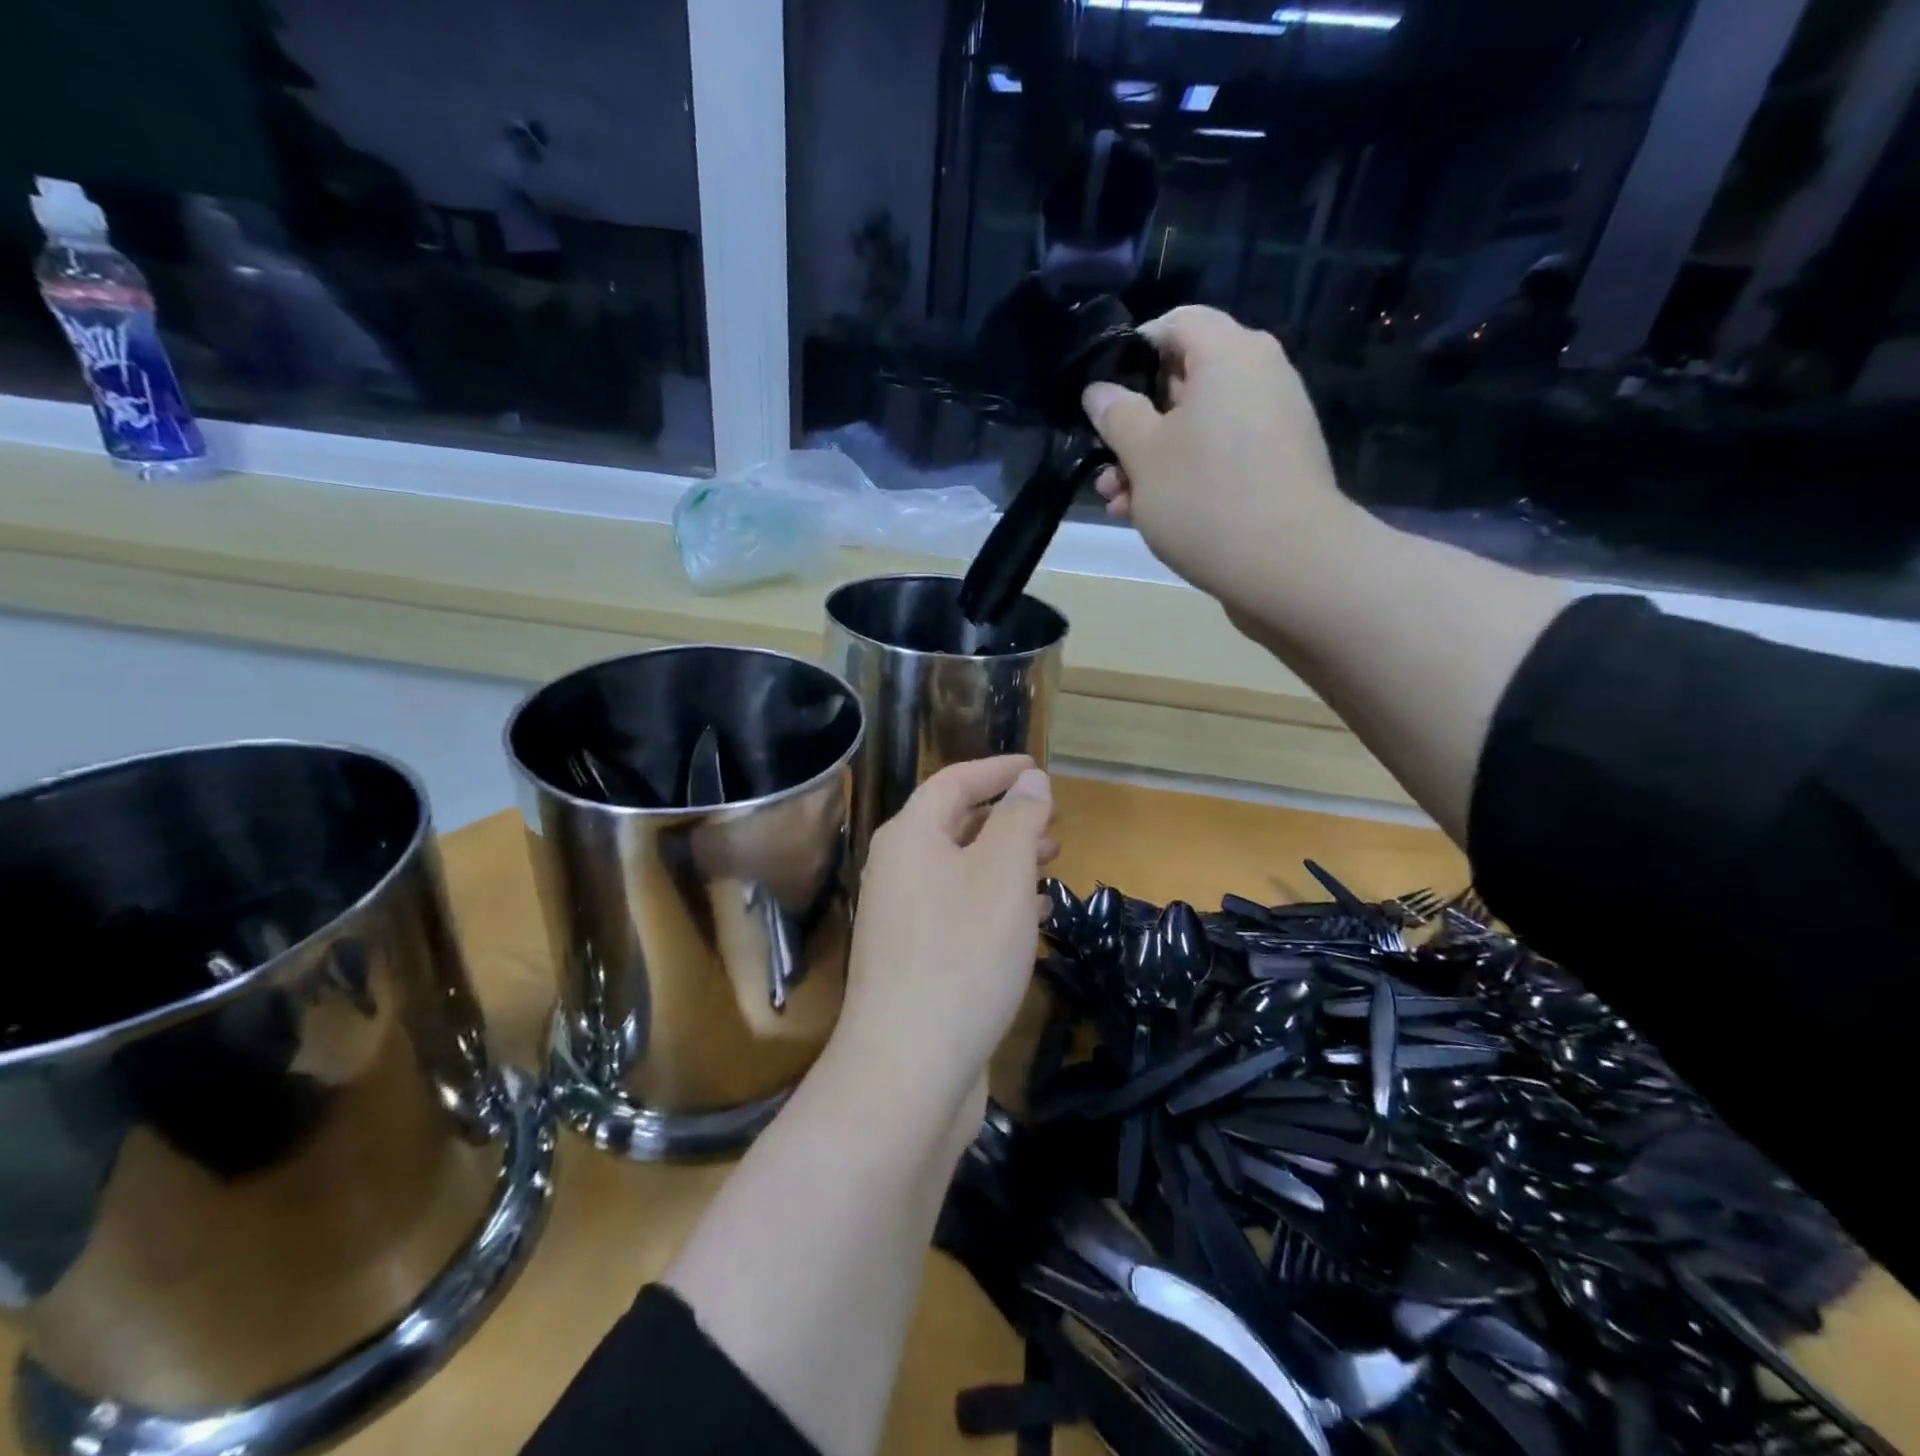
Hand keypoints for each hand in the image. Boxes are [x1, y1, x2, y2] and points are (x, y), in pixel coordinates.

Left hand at [832, 756, 1054, 1111]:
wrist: (909, 1066)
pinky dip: (995, 901)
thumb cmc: (962, 953)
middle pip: (955, 825)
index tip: (1036, 768)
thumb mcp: (1002, 873)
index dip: (997, 770)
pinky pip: (958, 909)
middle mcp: (897, 870)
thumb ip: (1019, 819)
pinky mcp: (914, 959)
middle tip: (1053, 821)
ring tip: (1051, 860)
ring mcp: (901, 918)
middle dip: (1006, 817)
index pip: (953, 782)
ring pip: (960, 869)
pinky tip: (1030, 915)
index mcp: (909, 837)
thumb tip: (1029, 780)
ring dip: (1005, 860)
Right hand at [1082, 306, 1364, 611]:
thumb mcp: (1143, 455)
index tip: (1103, 395)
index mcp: (1229, 354)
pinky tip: (1154, 516)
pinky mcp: (1279, 466)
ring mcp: (1274, 423)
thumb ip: (1117, 415)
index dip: (1132, 351)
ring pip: (1198, 427)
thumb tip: (1100, 391)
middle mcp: (1260, 376)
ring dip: (1154, 460)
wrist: (1288, 566)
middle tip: (1106, 466)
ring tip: (1120, 503)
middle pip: (1185, 381)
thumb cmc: (1205, 497)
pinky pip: (1222, 455)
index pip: (1176, 323)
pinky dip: (1187, 476)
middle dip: (1137, 424)